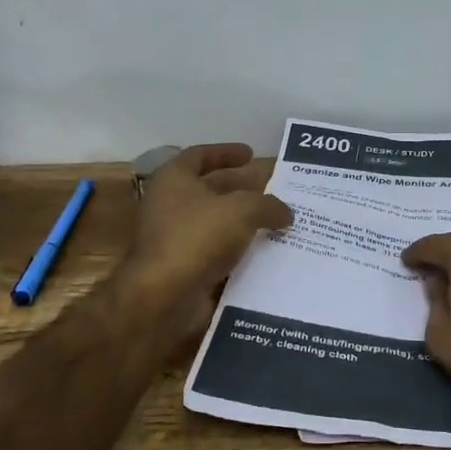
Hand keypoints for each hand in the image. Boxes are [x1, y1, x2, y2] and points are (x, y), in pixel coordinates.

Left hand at [122, 143, 291, 336]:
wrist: (164, 297)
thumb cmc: (197, 237)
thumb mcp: (242, 210)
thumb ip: (268, 205)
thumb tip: (285, 212)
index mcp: (174, 179)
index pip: (200, 155)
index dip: (226, 152)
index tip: (251, 154)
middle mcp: (170, 205)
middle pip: (210, 189)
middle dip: (242, 188)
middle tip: (273, 190)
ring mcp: (175, 239)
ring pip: (217, 224)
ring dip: (244, 222)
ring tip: (277, 222)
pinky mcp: (184, 269)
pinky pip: (218, 254)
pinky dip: (239, 252)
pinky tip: (266, 253)